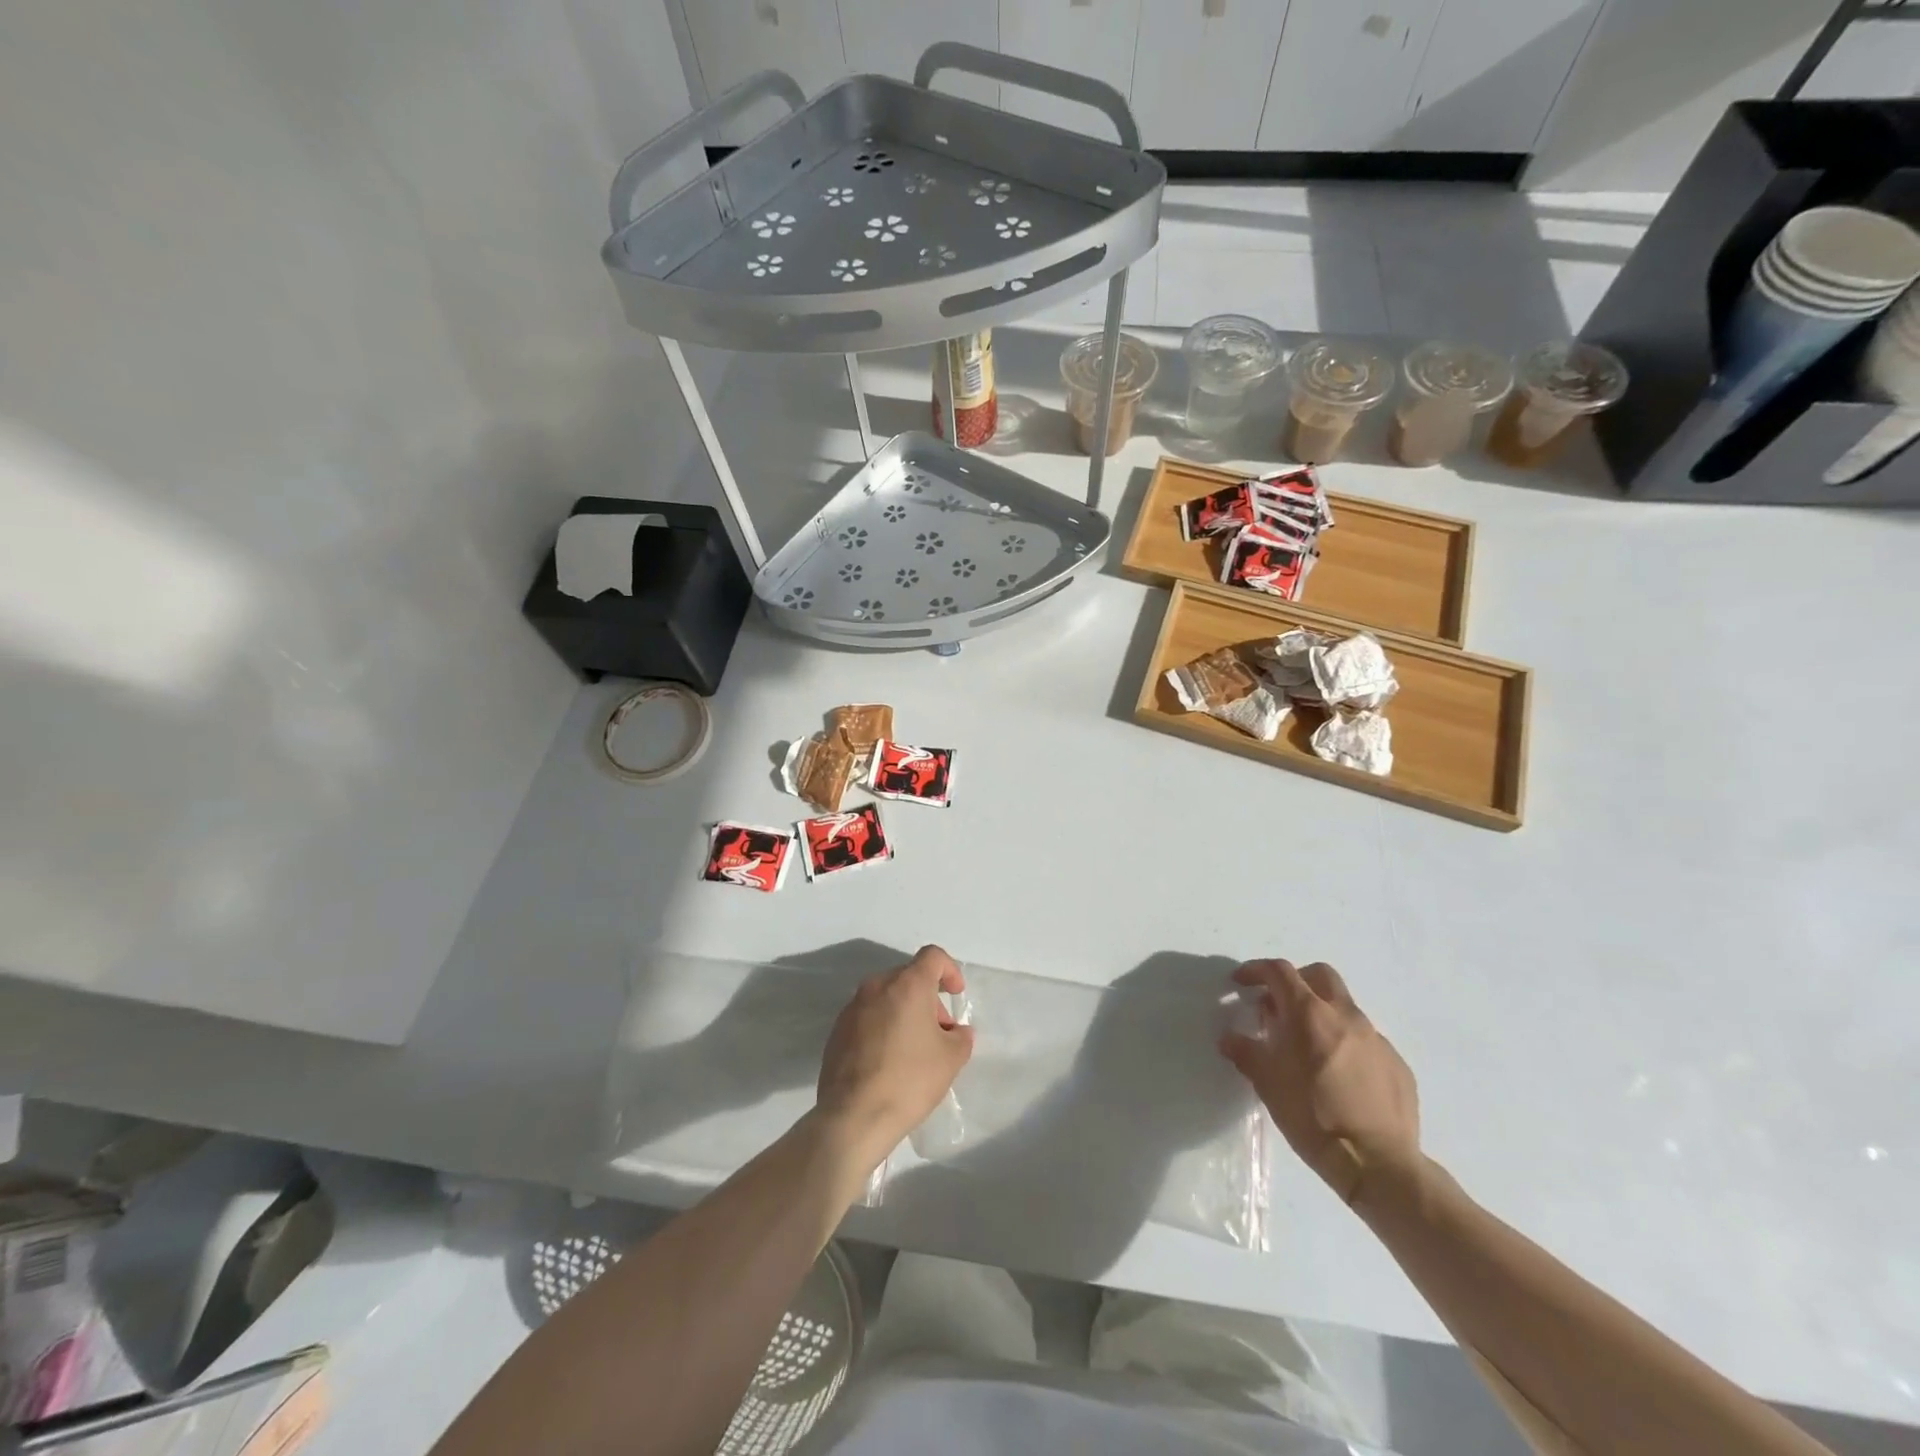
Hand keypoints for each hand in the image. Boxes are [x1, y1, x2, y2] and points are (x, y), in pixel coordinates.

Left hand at [816, 945, 973, 1169]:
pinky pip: (867, 1017)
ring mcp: (852, 1008)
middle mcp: (877, 986)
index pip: (932, 956)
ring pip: (886, 997)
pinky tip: (888, 1061)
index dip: (949, 970)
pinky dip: (883, 1027)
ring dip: (904, 1013)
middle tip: (939, 1032)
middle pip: (908, 977)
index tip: (956, 994)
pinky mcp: (837, 1031)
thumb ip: (961, 1037)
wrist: (853, 1117)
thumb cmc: (909, 1080)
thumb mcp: (951, 1059)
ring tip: (914, 1050)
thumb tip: (957, 1031)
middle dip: (928, 998)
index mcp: (907, 985)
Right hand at [1220, 959, 1419, 1203]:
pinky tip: (1338, 1076)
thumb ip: (1246, 1053)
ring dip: (1322, 1015)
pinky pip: (1366, 1041)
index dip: (1256, 970)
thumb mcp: (1267, 1084)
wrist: (1378, 1165)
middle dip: (1295, 981)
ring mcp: (1376, 1039)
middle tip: (1278, 1005)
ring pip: (1345, 1008)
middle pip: (1320, 975)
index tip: (1241, 982)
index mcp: (1309, 1014)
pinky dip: (1346, 1044)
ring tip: (1307, 1047)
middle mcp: (1346, 1016)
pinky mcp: (1397, 1064)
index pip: (1279, 972)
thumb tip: (1230, 1038)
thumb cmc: (1313, 1117)